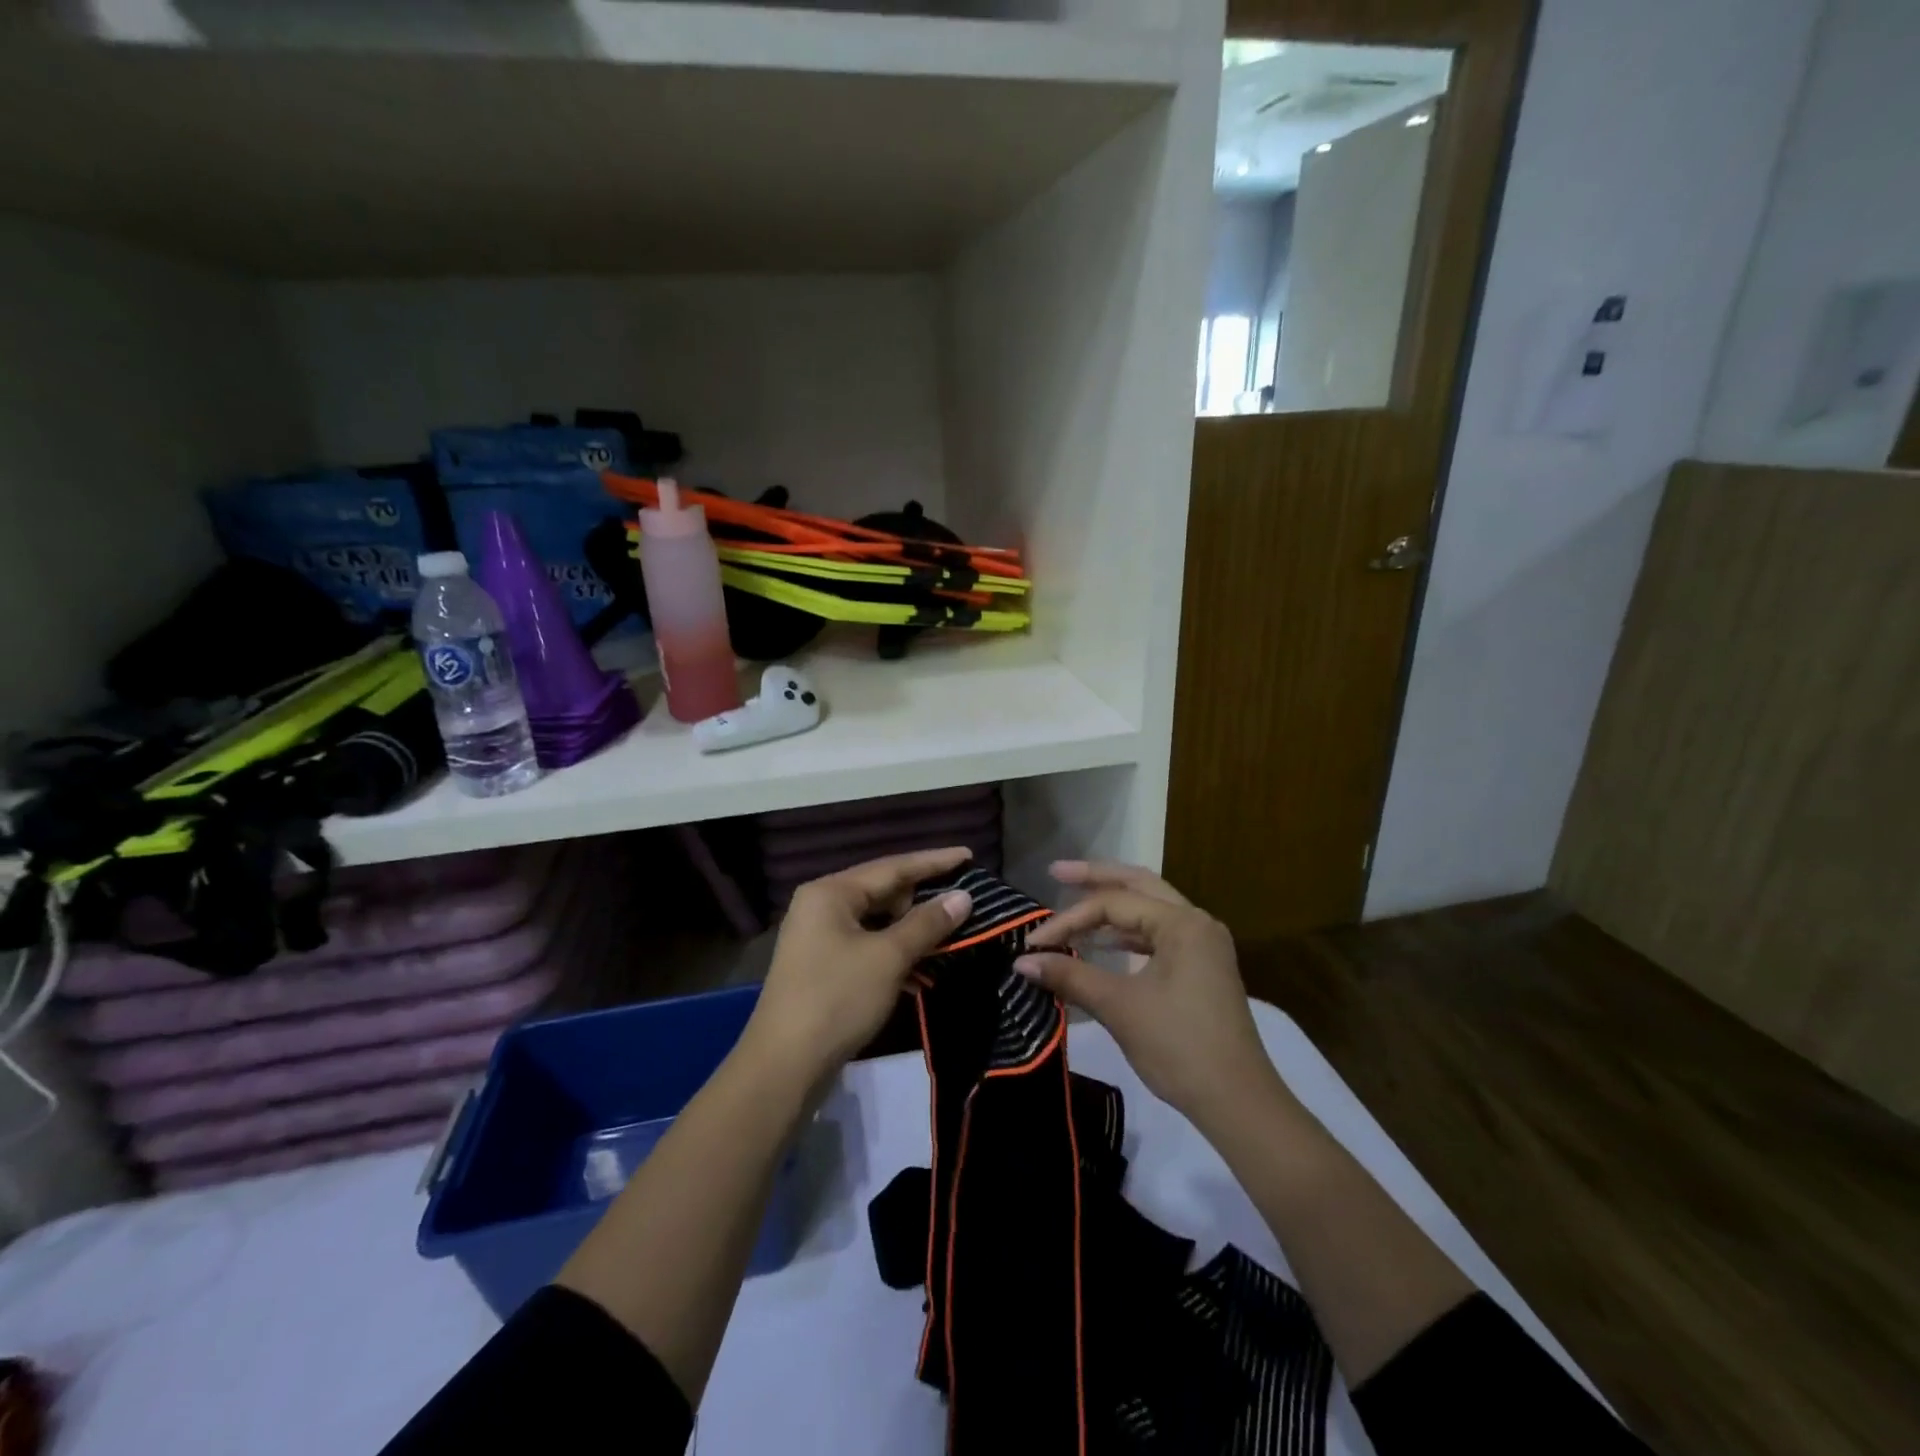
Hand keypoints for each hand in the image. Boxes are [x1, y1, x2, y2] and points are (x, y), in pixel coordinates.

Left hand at [741, 847, 973, 1087]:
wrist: (784, 1066)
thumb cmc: (837, 999)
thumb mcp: (888, 958)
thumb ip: (927, 923)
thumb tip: (963, 897)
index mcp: (831, 893)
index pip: (892, 866)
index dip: (934, 862)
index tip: (969, 855)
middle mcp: (822, 906)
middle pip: (883, 892)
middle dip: (924, 900)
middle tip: (963, 903)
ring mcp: (820, 938)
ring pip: (878, 923)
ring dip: (912, 932)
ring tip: (952, 937)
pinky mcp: (824, 968)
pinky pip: (868, 947)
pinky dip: (895, 955)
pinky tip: (923, 974)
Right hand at [1014, 861, 1281, 1127]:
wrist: (1238, 1103)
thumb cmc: (1179, 1046)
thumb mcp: (1120, 1007)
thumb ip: (1070, 976)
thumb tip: (1021, 961)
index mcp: (1182, 923)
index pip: (1113, 904)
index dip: (1069, 920)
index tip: (1033, 943)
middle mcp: (1196, 923)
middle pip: (1139, 886)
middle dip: (1096, 878)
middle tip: (1056, 871)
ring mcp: (1202, 946)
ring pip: (1149, 910)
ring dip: (1111, 908)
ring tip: (1073, 903)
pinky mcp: (1200, 969)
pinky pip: (1156, 937)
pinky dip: (1126, 935)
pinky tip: (1099, 944)